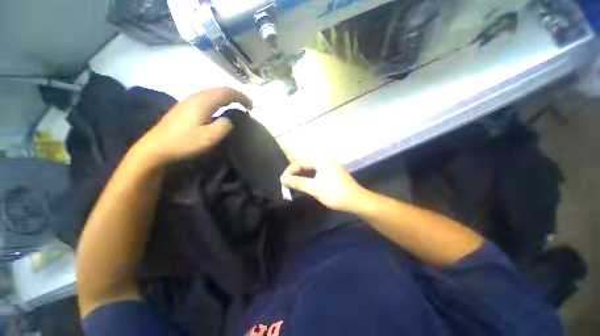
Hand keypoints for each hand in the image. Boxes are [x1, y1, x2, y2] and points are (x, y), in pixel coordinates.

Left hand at [135, 87, 251, 165]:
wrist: (156, 147)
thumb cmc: (184, 143)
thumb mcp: (210, 138)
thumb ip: (224, 126)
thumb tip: (229, 119)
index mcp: (203, 102)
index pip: (226, 92)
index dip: (241, 97)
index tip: (251, 105)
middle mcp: (195, 96)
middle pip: (219, 89)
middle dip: (235, 94)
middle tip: (246, 103)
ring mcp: (188, 100)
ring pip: (211, 92)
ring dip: (226, 96)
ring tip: (235, 104)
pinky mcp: (184, 106)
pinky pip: (205, 97)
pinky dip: (217, 99)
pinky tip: (218, 107)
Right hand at [280, 159, 364, 211]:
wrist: (356, 200)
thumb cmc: (335, 194)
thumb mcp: (314, 188)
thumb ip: (298, 182)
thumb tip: (283, 179)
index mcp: (321, 160)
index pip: (301, 162)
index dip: (290, 170)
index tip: (282, 179)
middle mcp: (325, 160)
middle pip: (306, 161)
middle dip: (295, 168)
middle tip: (286, 177)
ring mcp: (330, 165)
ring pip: (311, 165)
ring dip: (301, 170)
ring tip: (292, 177)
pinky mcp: (332, 172)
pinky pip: (317, 169)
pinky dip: (309, 173)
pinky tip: (305, 178)